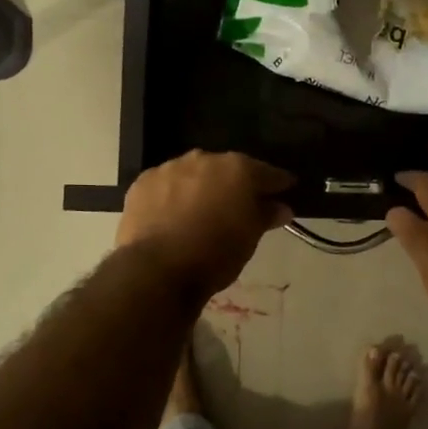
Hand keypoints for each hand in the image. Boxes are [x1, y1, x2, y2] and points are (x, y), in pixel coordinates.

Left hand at [117, 150, 294, 298]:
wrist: (158, 269)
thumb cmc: (215, 253)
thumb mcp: (249, 238)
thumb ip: (265, 215)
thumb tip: (281, 207)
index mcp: (237, 169)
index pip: (266, 172)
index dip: (277, 183)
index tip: (285, 189)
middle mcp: (204, 159)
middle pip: (227, 169)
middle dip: (235, 183)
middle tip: (240, 203)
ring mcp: (170, 168)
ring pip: (193, 174)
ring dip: (201, 187)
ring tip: (202, 210)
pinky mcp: (142, 183)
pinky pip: (166, 185)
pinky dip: (173, 196)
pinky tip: (173, 214)